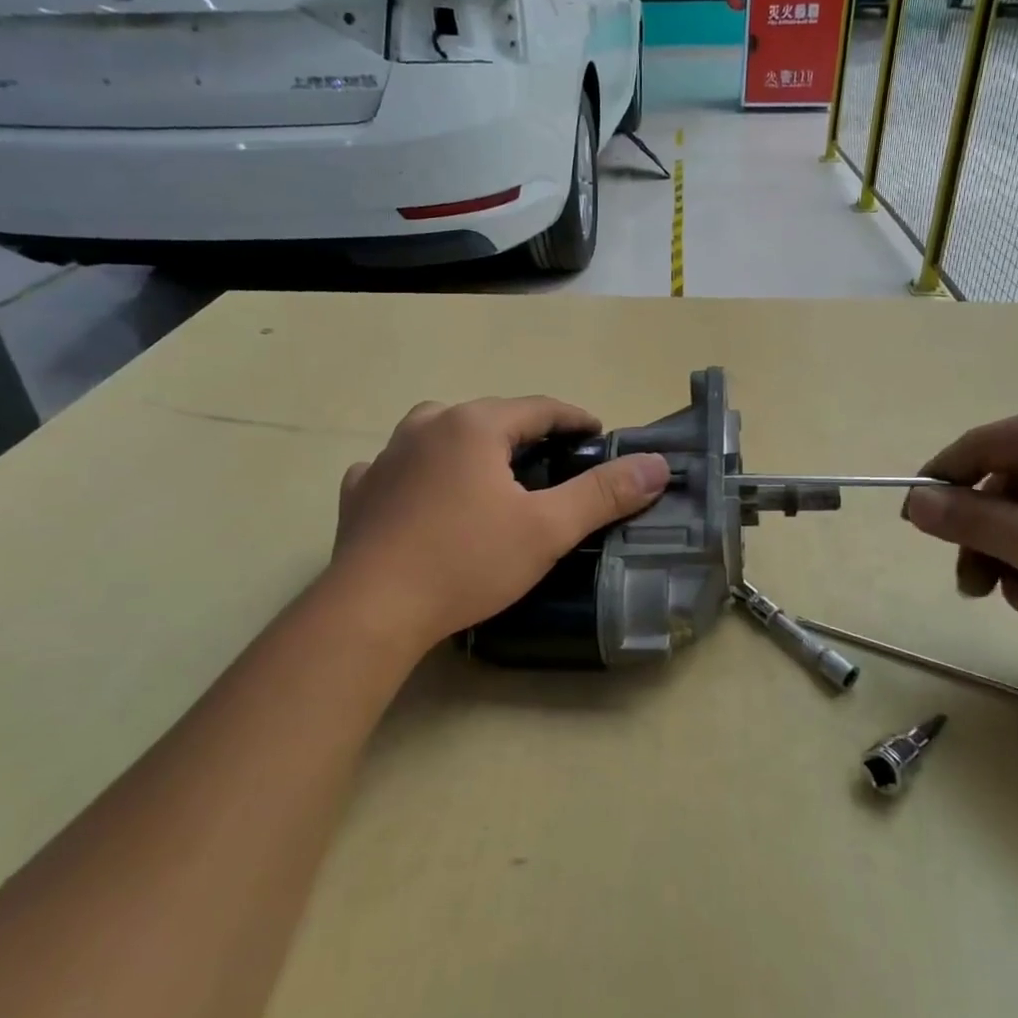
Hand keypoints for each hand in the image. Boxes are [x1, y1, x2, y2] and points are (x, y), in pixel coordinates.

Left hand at [325, 396, 669, 654]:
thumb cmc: (466, 562)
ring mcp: (386, 455)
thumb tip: (656, 466)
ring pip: (440, 434)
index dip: (574, 419)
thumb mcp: (546, 530)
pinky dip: (421, 473)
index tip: (598, 436)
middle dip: (524, 434)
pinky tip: (424, 497)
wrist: (372, 609)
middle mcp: (427, 426)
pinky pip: (399, 466)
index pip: (539, 408)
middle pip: (489, 417)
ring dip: (470, 446)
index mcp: (474, 426)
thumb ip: (602, 494)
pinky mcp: (361, 489)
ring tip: (489, 476)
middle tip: (551, 463)